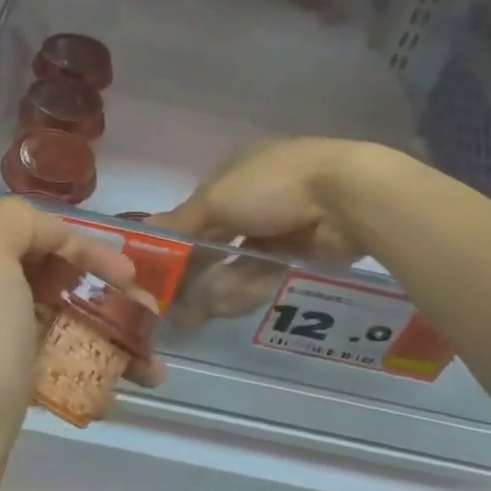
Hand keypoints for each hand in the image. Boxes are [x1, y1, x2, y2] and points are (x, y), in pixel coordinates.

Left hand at [0, 199, 163, 490]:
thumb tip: (53, 233)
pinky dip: (98, 375)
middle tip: (150, 321)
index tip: (128, 277)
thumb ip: (15, 224)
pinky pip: (65, 370)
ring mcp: (3, 348)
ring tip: (151, 368)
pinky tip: (123, 391)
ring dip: (115, 339)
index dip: (89, 250)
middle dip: (111, 298)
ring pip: (70, 328)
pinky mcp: (15, 390)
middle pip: (63, 284)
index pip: (44, 240)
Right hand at [150, 139, 371, 324]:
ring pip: (237, 261)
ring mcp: (278, 226)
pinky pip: (264, 273)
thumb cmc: (273, 186)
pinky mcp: (300, 252)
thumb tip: (143, 231)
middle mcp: (253, 198)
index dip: (178, 240)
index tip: (161, 271)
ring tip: (197, 316)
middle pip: (216, 240)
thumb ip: (181, 220)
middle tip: (175, 307)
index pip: (196, 211)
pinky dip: (246, 287)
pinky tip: (228, 305)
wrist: (347, 198)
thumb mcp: (216, 199)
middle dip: (195, 273)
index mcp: (233, 174)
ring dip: (217, 286)